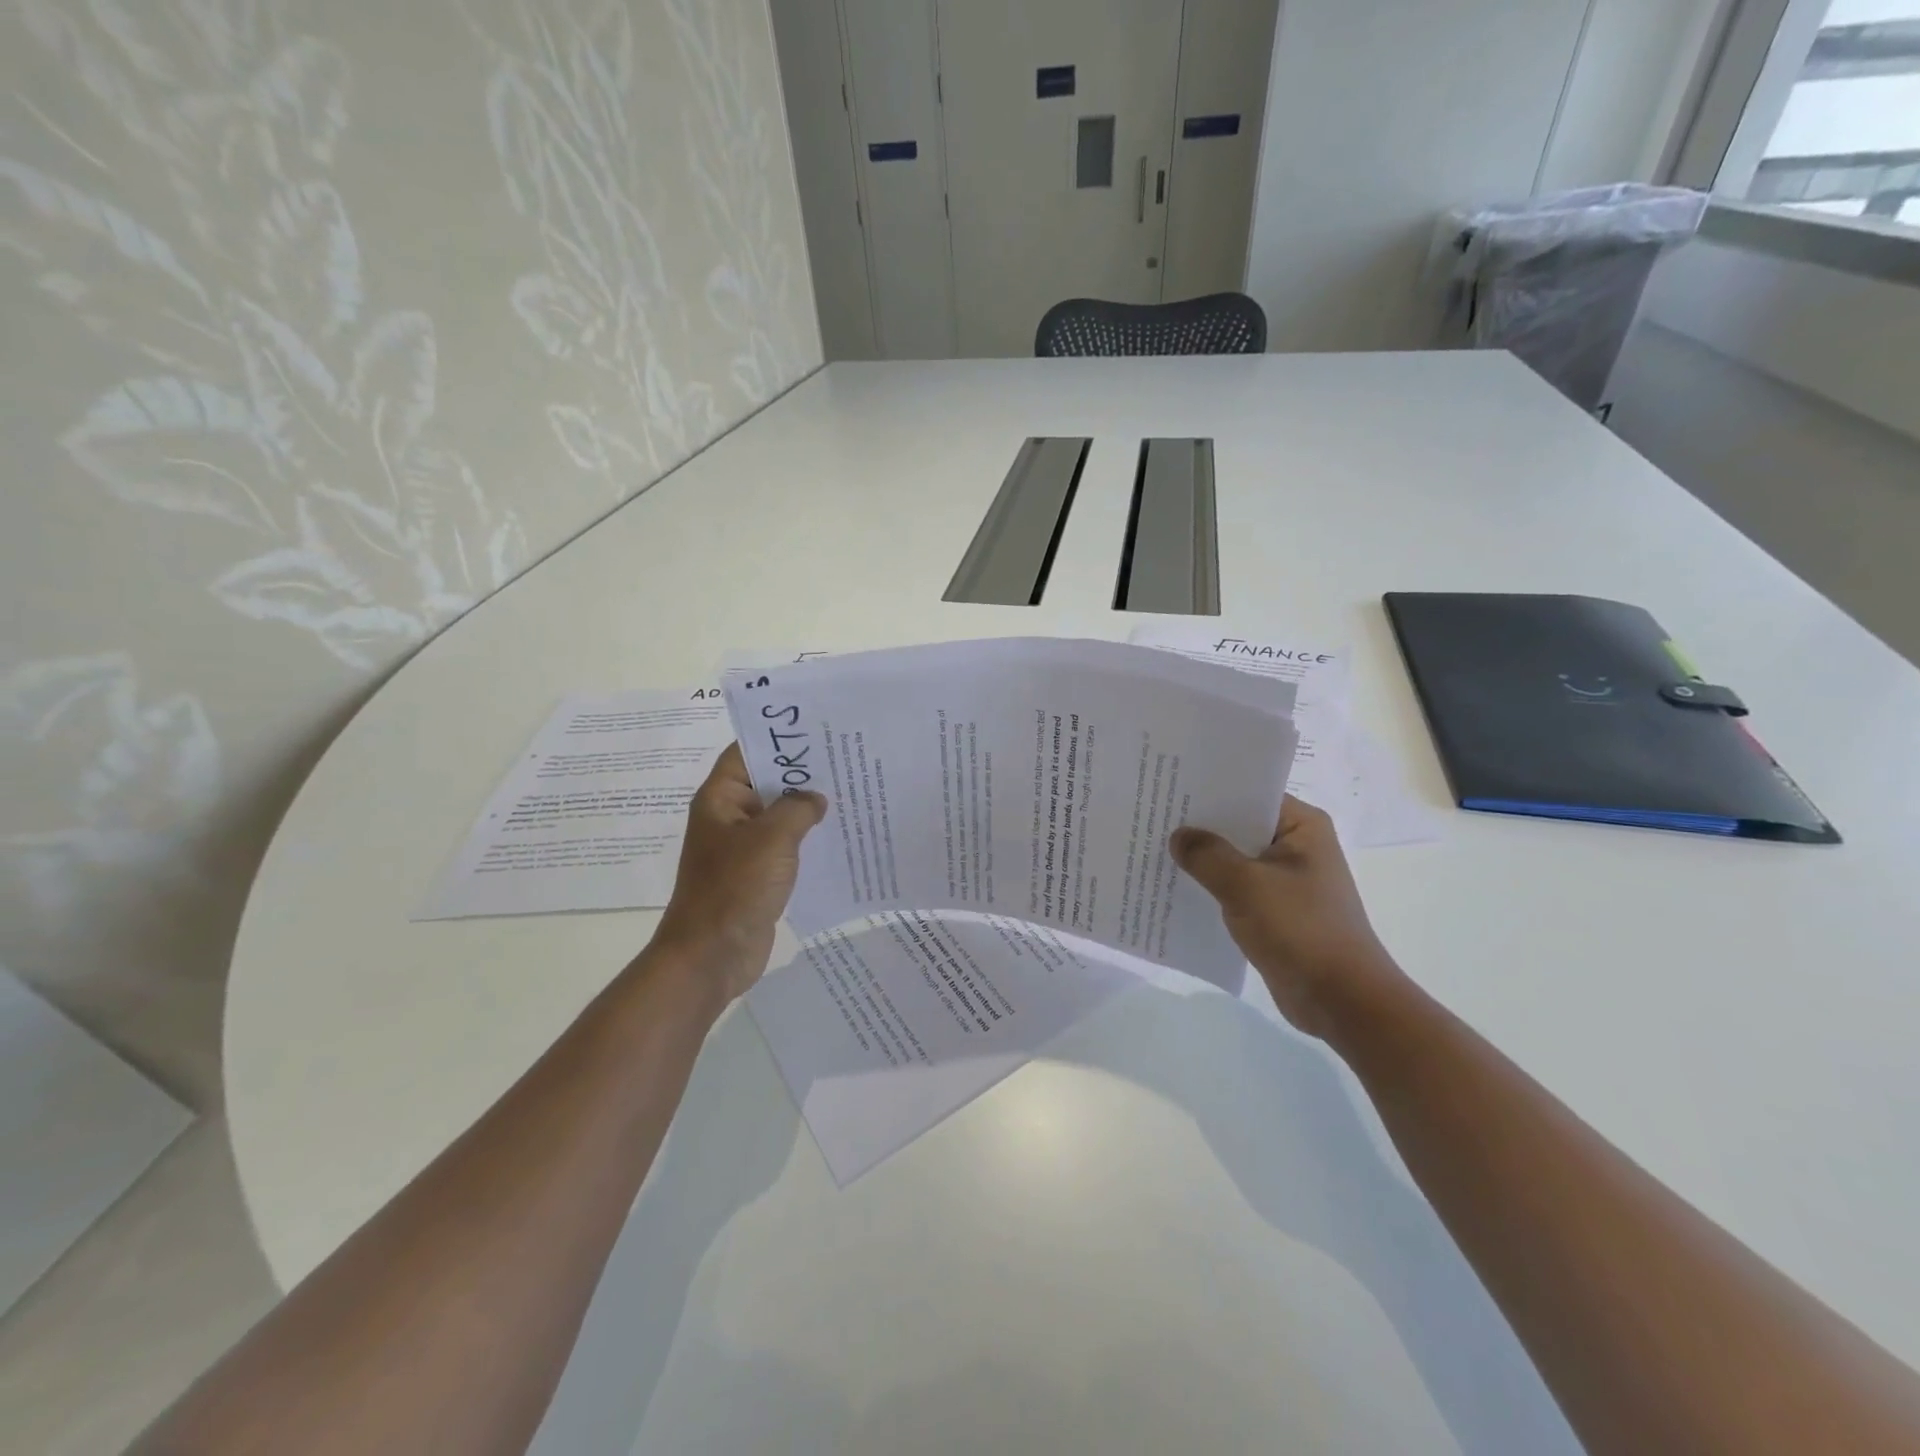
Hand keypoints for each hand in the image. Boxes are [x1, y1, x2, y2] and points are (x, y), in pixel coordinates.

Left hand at [652, 744, 826, 1001]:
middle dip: (803, 773)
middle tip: (847, 759)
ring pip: (780, 816)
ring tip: (851, 792)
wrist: (711, 955)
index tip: (819, 730)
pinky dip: (807, 838)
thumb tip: (815, 799)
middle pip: (768, 782)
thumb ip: (798, 809)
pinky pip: (785, 846)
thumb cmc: (735, 887)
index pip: (748, 751)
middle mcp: (730, 817)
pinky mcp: (757, 874)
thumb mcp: (772, 838)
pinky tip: (840, 834)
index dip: (780, 739)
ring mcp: (743, 847)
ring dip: (808, 808)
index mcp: (721, 799)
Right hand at [1170, 796, 1408, 1039]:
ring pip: (1234, 859)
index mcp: (1301, 826)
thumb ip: (1207, 855)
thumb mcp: (1246, 885)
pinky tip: (1174, 886)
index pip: (1248, 793)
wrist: (1341, 1001)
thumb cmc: (1300, 930)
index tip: (1167, 787)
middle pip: (1238, 825)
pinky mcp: (1276, 911)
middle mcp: (1296, 846)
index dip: (1209, 790)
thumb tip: (1178, 836)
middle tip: (1150, 816)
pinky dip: (1210, 887)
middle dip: (1199, 825)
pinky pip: (1235, 888)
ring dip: (1202, 859)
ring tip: (1153, 848)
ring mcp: (1286, 880)